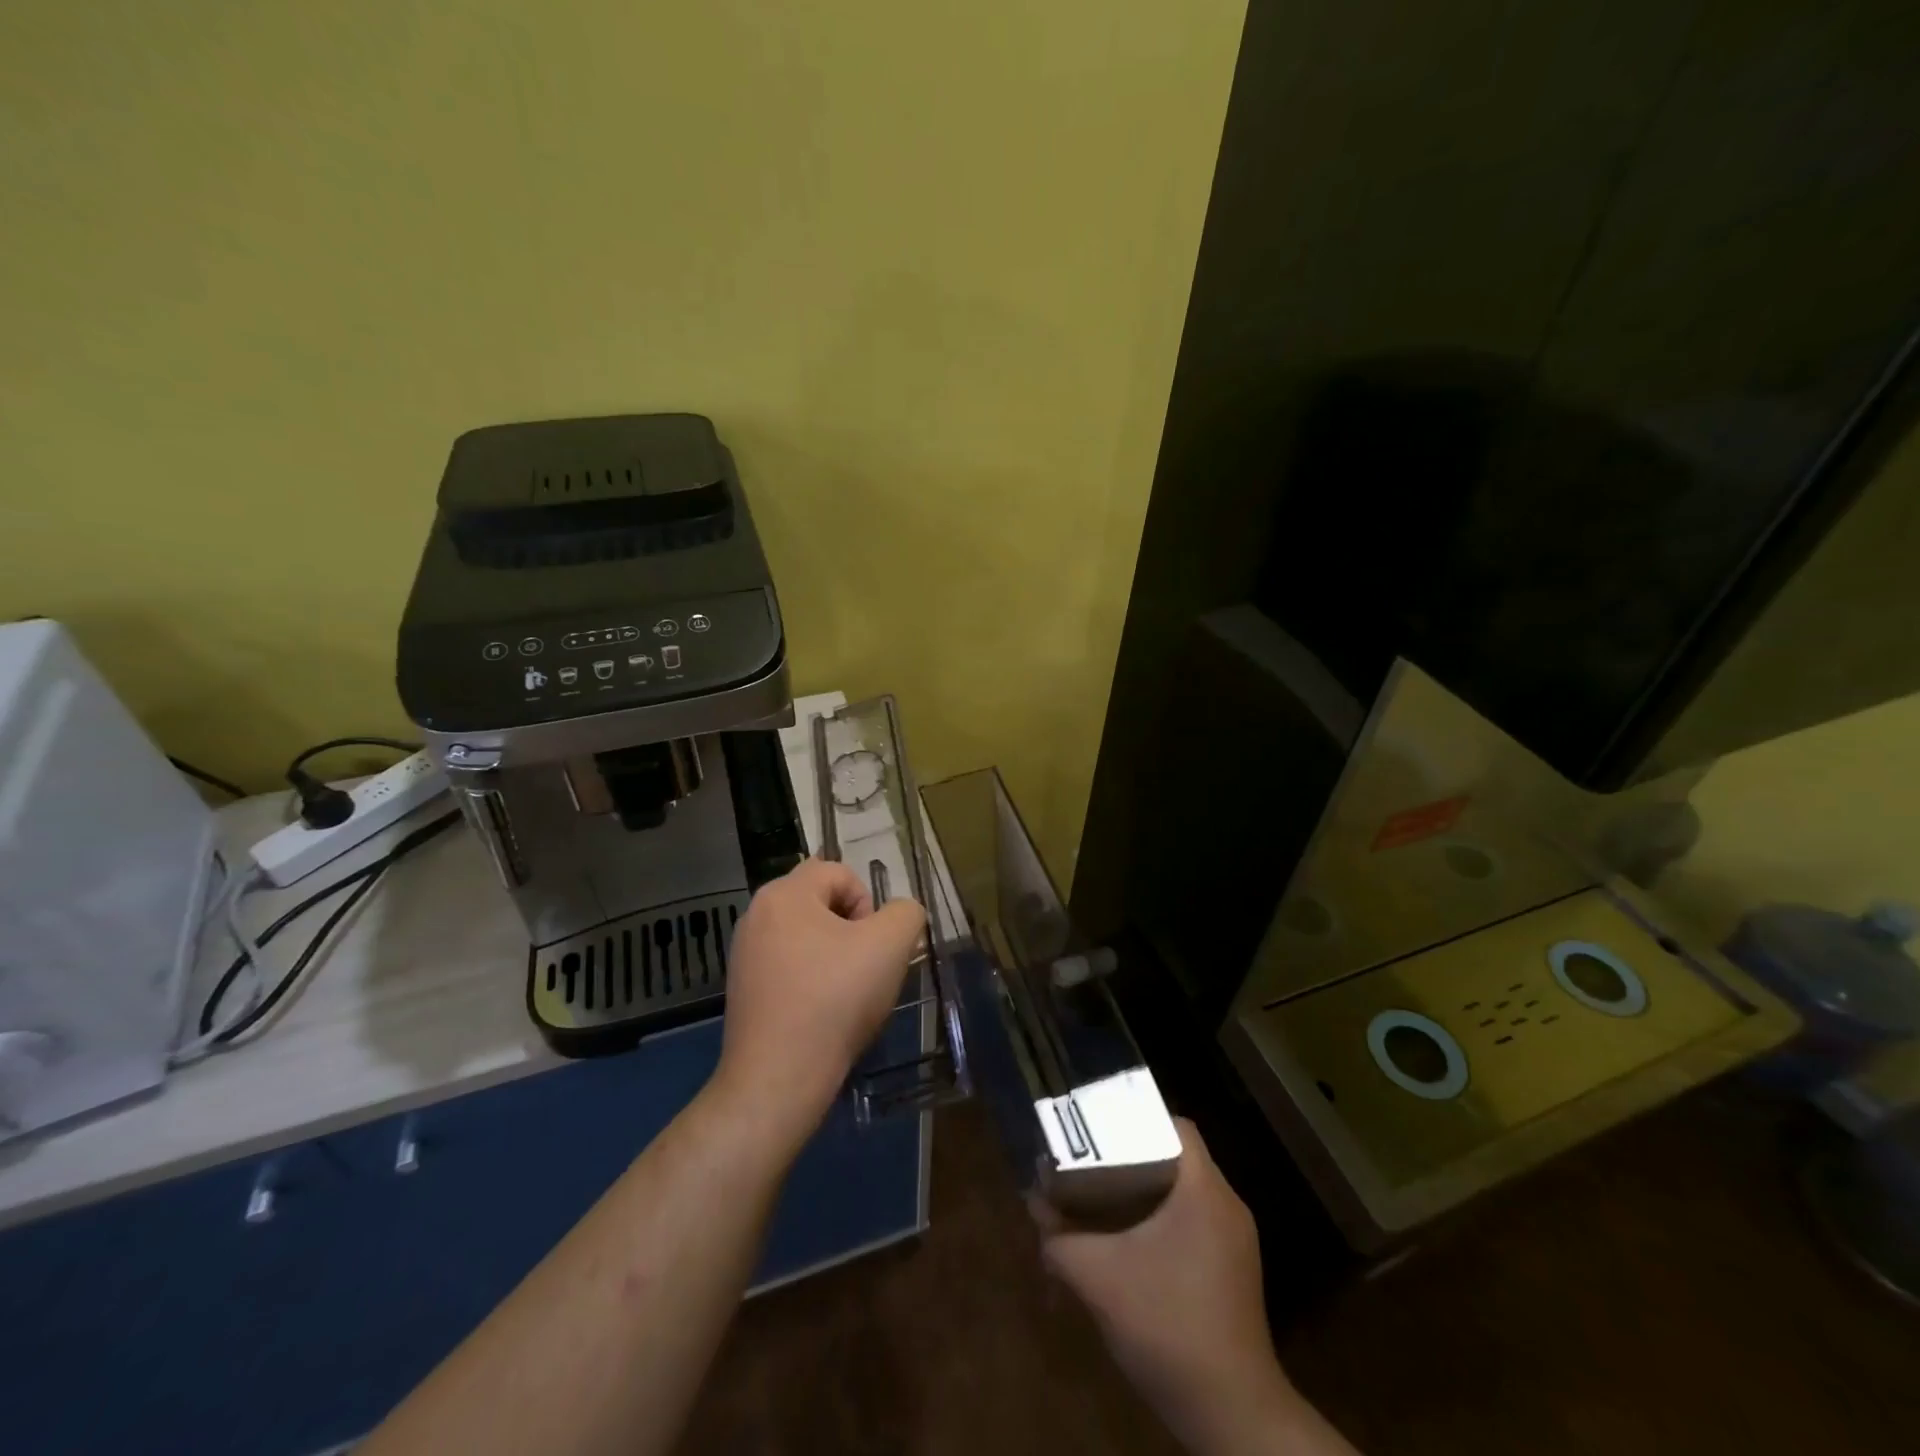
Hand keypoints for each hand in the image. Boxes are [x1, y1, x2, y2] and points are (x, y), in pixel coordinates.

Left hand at [713, 858, 924, 1142]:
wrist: (778, 1078)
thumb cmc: (835, 999)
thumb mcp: (891, 945)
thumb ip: (906, 913)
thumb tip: (899, 915)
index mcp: (784, 893)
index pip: (840, 872)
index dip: (867, 903)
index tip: (873, 945)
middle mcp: (757, 914)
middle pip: (820, 902)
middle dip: (851, 929)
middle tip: (864, 967)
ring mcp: (744, 953)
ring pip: (806, 936)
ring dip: (833, 955)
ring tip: (845, 994)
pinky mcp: (742, 989)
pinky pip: (788, 966)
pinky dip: (810, 980)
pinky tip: (821, 1014)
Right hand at [1036, 1120, 1336, 1454]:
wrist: (1232, 1418)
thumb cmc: (1168, 1327)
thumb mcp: (1099, 1279)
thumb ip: (1060, 1238)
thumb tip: (1034, 1205)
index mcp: (1204, 1190)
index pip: (1175, 1125)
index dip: (1137, 1118)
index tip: (1100, 1128)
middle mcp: (1226, 1205)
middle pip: (1176, 1156)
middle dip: (1131, 1155)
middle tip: (1090, 1161)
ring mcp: (1235, 1241)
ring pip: (1183, 1192)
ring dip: (1144, 1191)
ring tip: (1100, 1197)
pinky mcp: (1233, 1271)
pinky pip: (1193, 1222)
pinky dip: (1160, 1221)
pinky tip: (1128, 1244)